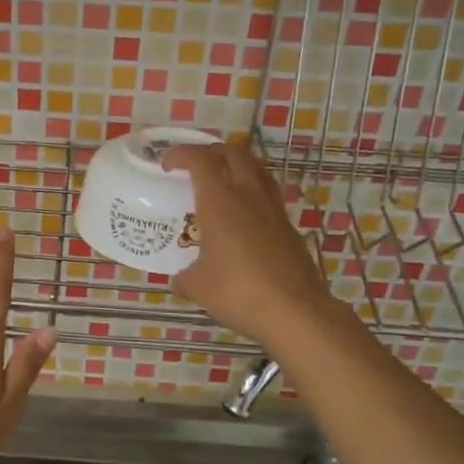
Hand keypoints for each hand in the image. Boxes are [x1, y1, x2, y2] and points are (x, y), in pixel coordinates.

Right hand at [162, 142, 339, 348]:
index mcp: (219, 201)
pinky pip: (269, 196)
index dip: (181, 154)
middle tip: (197, 164)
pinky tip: (245, 216)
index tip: (168, 163)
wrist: (295, 312)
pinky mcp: (289, 228)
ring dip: (238, 166)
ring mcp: (273, 210)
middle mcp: (248, 196)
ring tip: (224, 180)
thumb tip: (180, 280)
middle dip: (213, 151)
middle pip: (234, 153)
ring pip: (258, 170)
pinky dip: (254, 193)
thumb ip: (185, 278)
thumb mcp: (198, 287)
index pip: (200, 159)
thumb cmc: (238, 292)